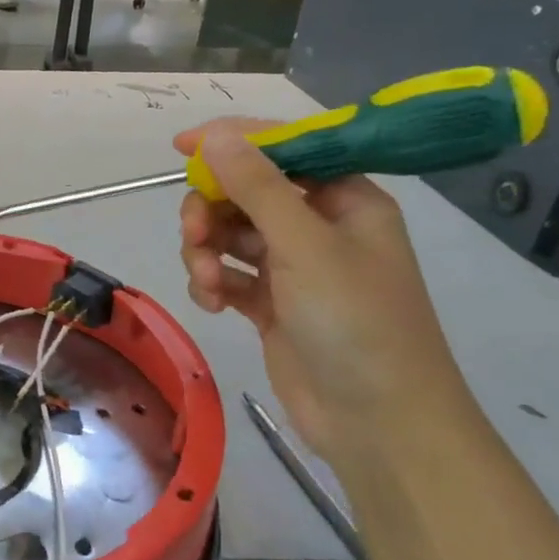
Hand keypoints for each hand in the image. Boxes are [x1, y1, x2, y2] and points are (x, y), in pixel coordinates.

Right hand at [174, 120, 480, 472]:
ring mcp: (294, 267)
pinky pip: (229, 275)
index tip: (180, 147)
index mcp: (344, 200)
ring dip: (207, 252)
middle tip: (194, 235)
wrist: (378, 423)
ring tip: (207, 281)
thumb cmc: (355, 322)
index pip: (283, 150)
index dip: (233, 142)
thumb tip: (215, 135)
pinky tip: (213, 305)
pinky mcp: (272, 304)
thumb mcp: (305, 246)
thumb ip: (257, 187)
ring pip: (230, 235)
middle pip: (245, 194)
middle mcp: (318, 226)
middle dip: (212, 211)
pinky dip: (214, 283)